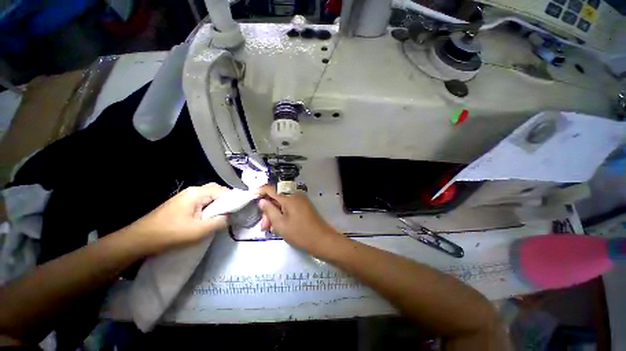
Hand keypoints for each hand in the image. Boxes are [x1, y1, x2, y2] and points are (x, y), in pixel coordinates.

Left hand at [125, 183, 228, 254]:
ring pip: (209, 196)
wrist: (140, 239)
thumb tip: (230, 216)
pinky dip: (209, 207)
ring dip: (217, 205)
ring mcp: (186, 196)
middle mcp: (193, 190)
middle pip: (217, 190)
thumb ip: (219, 221)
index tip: (239, 210)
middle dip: (226, 201)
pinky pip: (201, 201)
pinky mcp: (182, 203)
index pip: (223, 191)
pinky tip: (208, 217)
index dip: (233, 199)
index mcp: (197, 193)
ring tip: (220, 216)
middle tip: (229, 213)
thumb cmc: (171, 233)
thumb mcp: (199, 230)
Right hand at [256, 185, 339, 253]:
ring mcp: (301, 200)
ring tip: (271, 228)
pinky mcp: (304, 205)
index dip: (259, 191)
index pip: (270, 188)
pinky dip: (283, 213)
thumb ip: (269, 210)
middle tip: (264, 226)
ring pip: (282, 203)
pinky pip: (290, 205)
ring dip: (275, 213)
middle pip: (276, 198)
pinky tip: (280, 225)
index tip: (251, 196)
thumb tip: (262, 200)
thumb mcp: (280, 224)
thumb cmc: (300, 233)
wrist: (322, 239)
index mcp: (289, 197)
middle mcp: (295, 195)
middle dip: (268, 210)